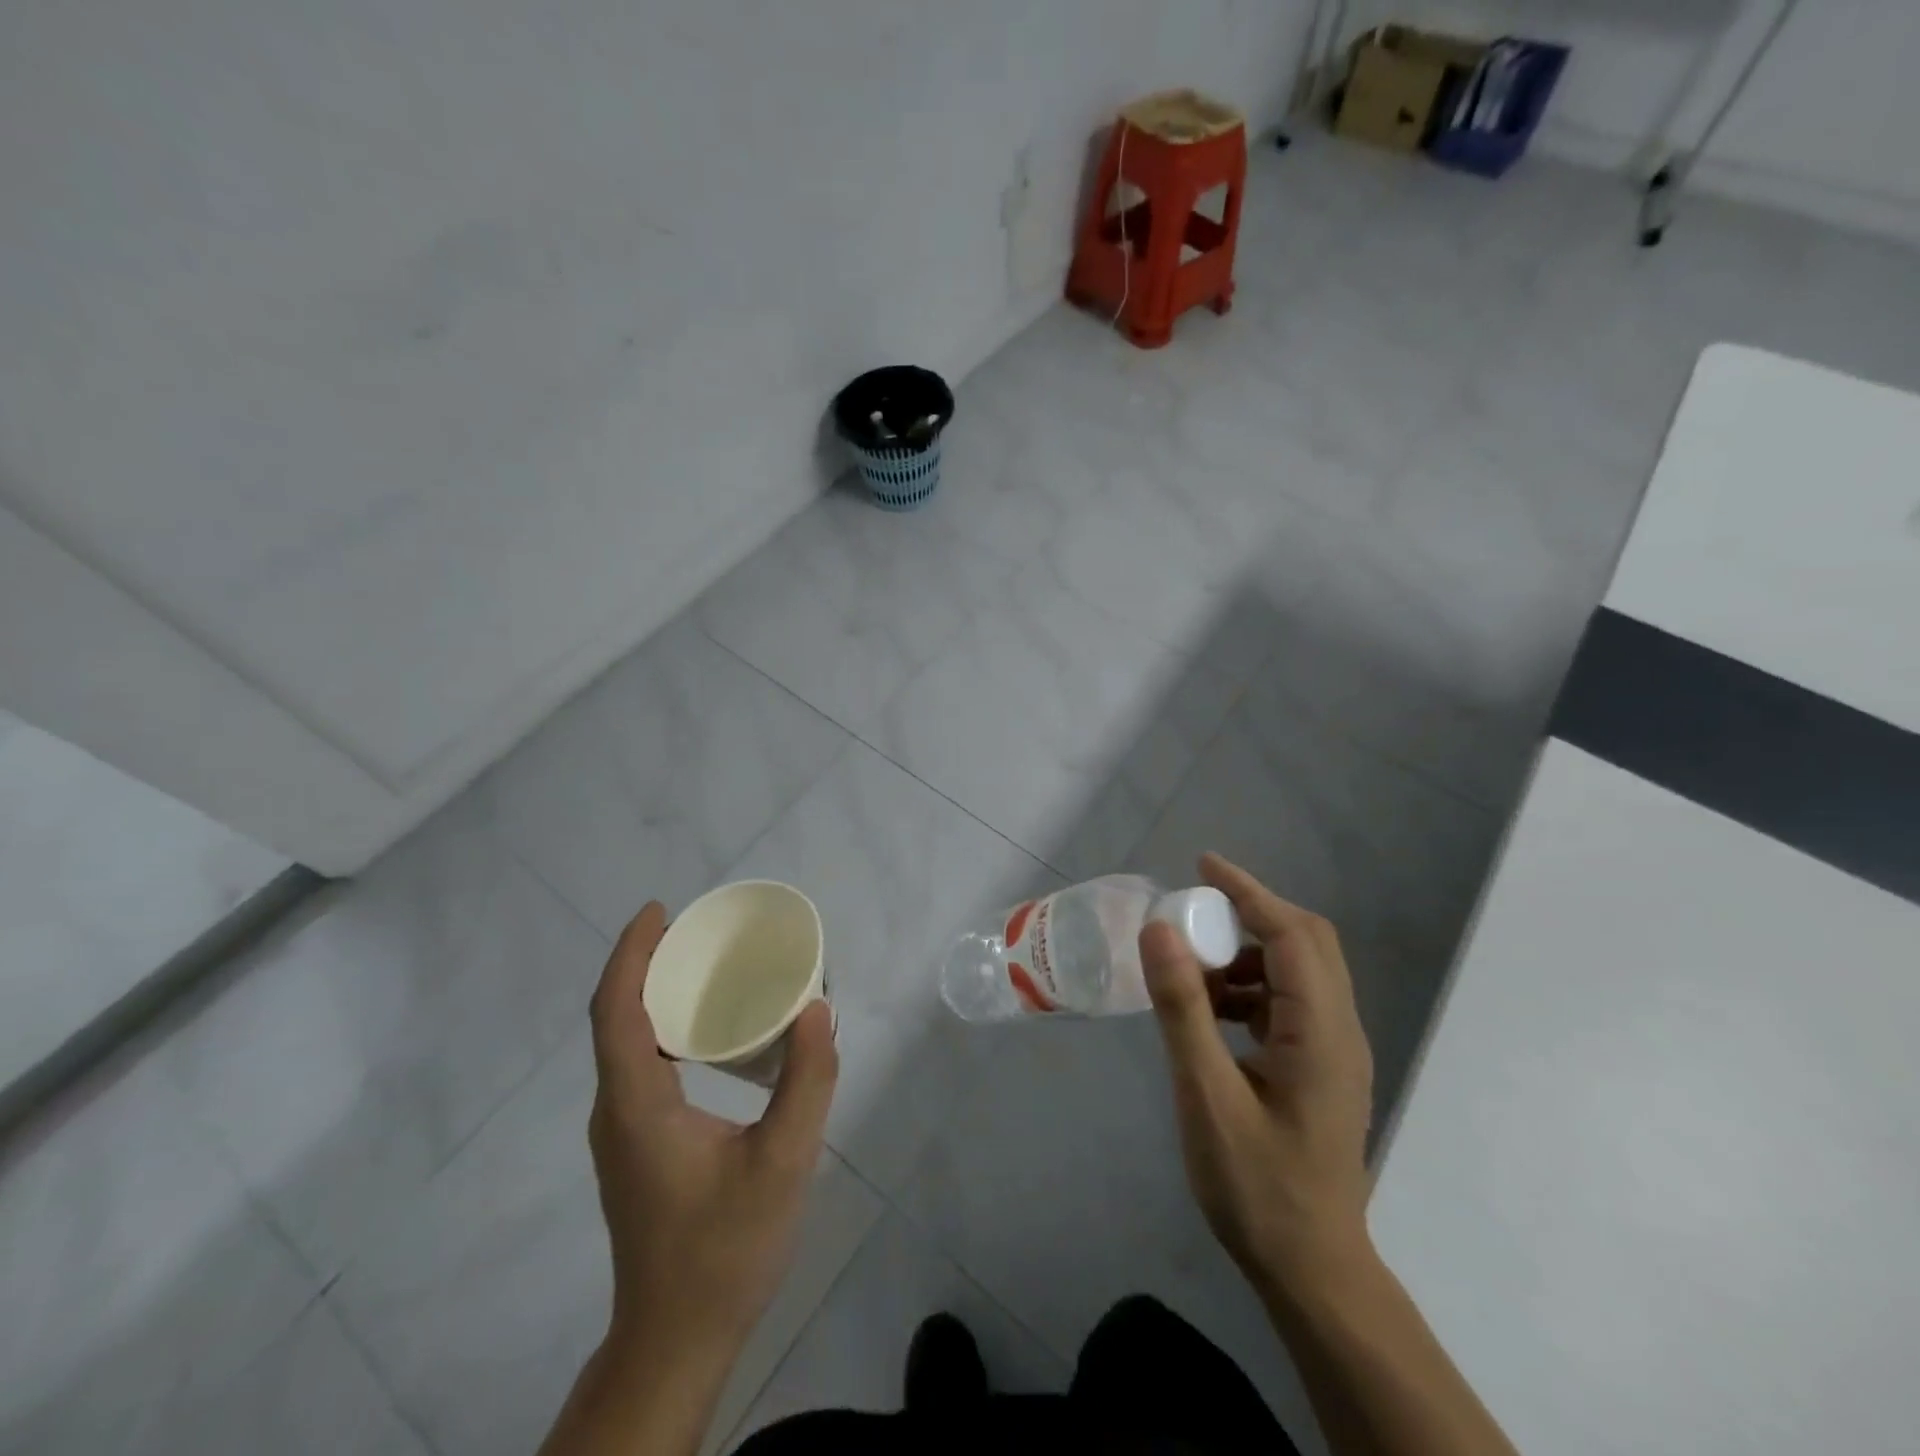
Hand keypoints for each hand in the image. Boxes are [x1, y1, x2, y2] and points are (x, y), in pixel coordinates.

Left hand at [586, 902, 837, 1353]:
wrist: (676, 1342)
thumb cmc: (725, 1250)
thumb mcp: (783, 1162)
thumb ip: (807, 1081)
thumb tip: (818, 1007)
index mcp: (637, 1105)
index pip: (616, 1010)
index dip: (631, 954)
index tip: (659, 911)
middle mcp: (616, 1110)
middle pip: (616, 1017)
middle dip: (645, 963)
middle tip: (696, 929)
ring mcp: (621, 1132)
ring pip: (625, 1043)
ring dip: (653, 994)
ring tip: (703, 965)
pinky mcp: (636, 1146)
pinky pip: (639, 1065)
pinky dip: (662, 1027)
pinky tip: (706, 1030)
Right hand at [1140, 853, 1375, 1302]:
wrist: (1310, 1270)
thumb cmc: (1257, 1186)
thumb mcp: (1206, 1095)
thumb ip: (1184, 1009)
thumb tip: (1160, 930)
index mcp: (1322, 1033)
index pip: (1293, 934)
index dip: (1248, 892)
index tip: (1202, 865)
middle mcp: (1340, 1031)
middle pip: (1306, 943)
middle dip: (1250, 915)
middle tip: (1193, 913)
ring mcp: (1334, 1051)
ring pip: (1298, 971)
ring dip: (1247, 955)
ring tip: (1192, 971)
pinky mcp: (1320, 1067)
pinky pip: (1290, 1003)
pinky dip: (1250, 988)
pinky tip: (1211, 1012)